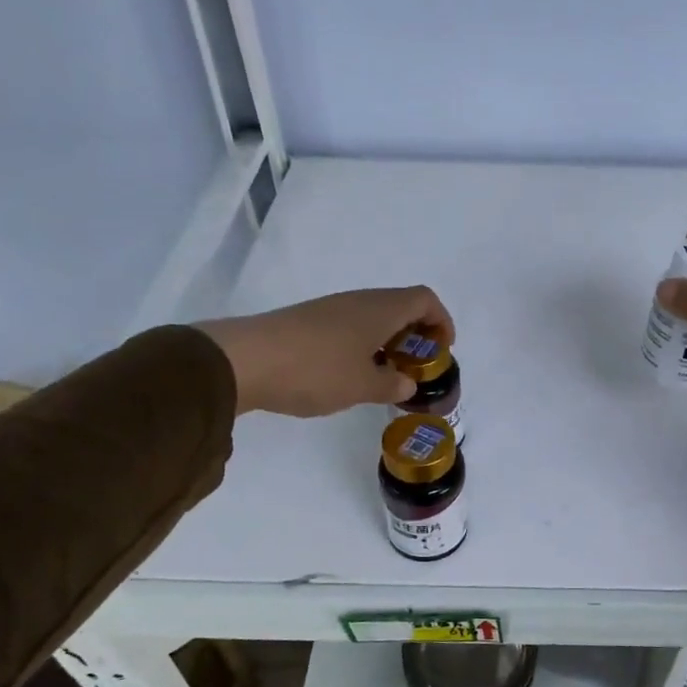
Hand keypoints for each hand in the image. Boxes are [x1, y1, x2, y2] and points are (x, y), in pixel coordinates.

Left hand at [195, 287, 453, 417]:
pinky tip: (350, 374)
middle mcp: (360, 301)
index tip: (441, 351)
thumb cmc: (316, 370)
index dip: (441, 321)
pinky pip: (351, 326)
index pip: (426, 300)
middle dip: (416, 335)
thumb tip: (407, 382)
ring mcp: (332, 308)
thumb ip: (392, 384)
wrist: (244, 361)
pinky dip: (364, 344)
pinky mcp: (309, 321)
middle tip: (415, 367)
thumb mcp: (362, 386)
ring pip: (374, 316)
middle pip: (401, 305)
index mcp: (381, 309)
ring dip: (389, 341)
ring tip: (385, 375)